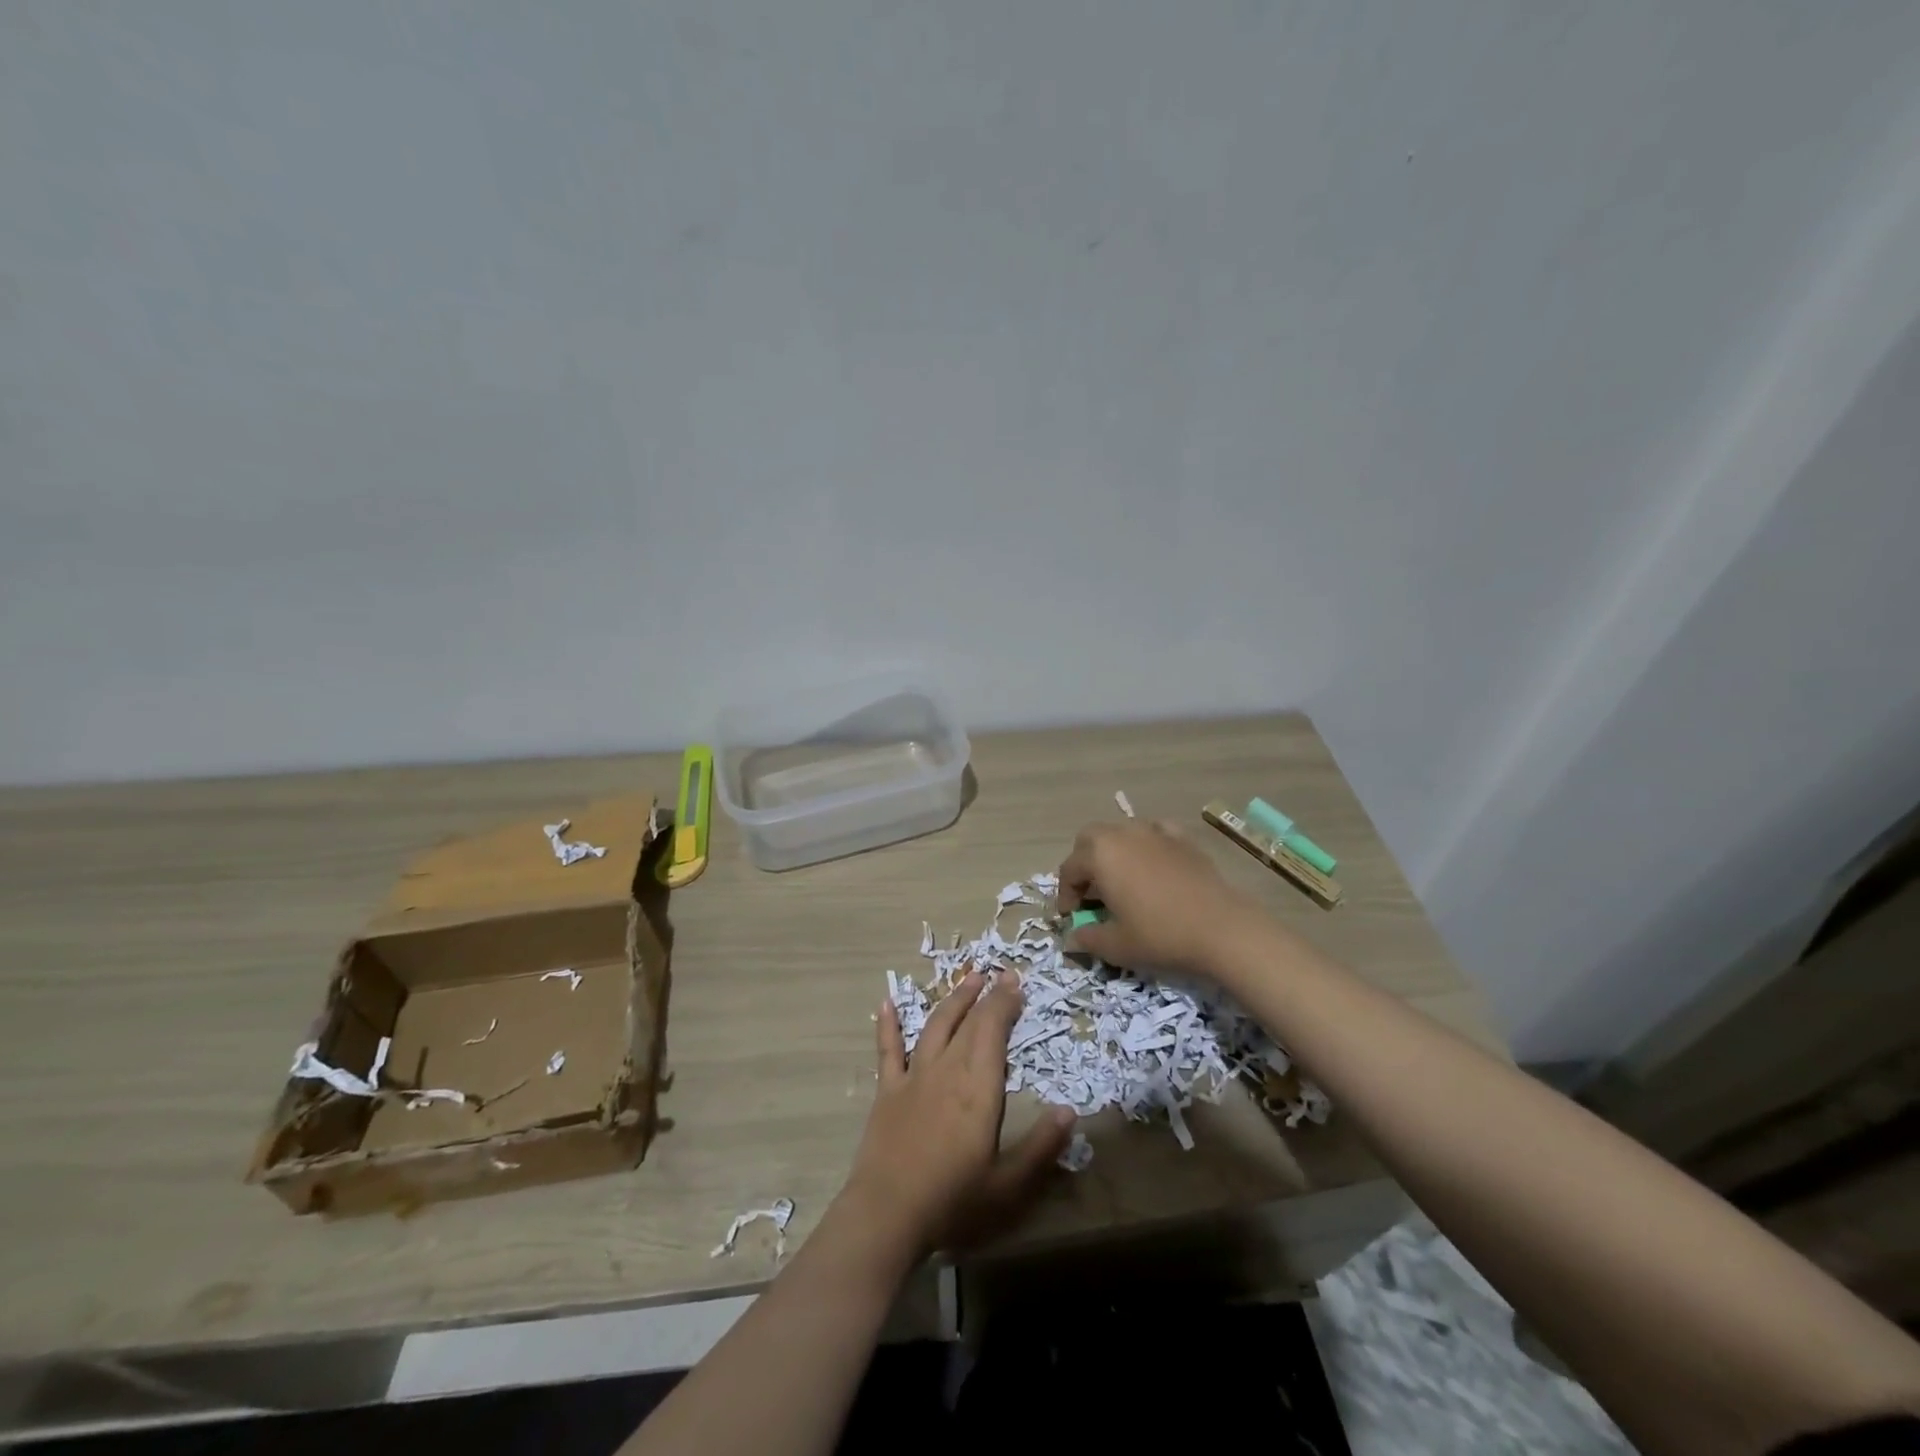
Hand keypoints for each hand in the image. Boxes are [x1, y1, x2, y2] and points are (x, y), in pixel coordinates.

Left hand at [843, 972, 1075, 1258]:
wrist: (887, 1214)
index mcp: (978, 1087)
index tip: (1016, 983)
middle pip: (968, 1022)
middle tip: (1001, 974)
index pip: (993, 1031)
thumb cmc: (953, 1201)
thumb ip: (1041, 1147)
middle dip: (987, 995)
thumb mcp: (1009, 1185)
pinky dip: (888, 1025)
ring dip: (953, 999)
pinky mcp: (888, 1090)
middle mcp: (947, 1069)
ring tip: (968, 978)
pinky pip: (888, 1049)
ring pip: (935, 1025)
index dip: (1005, 1003)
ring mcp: (914, 1077)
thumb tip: (1070, 1111)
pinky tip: (886, 1003)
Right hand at [1056, 819, 1258, 977]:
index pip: (1069, 869)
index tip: (1071, 918)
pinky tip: (1152, 863)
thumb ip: (1087, 938)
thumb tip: (1072, 938)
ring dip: (1113, 852)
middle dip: (1084, 864)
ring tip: (1120, 880)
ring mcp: (1154, 832)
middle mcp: (1123, 834)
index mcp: (1099, 855)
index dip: (1065, 895)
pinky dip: (1146, 844)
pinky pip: (1154, 832)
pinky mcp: (1182, 838)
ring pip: (1121, 832)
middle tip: (1090, 893)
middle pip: (1090, 840)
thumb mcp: (1115, 946)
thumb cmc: (1160, 935)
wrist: (1222, 929)